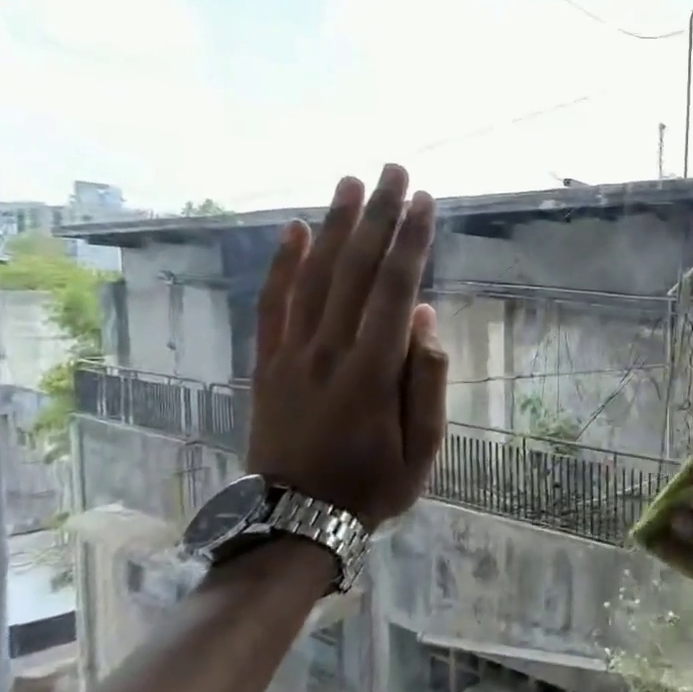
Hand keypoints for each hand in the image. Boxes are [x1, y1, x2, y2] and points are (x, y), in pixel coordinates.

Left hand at [245, 166, 447, 529]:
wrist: (295, 521)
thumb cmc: (373, 487)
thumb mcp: (423, 448)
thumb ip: (425, 381)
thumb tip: (424, 318)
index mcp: (372, 372)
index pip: (394, 290)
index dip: (411, 242)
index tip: (425, 201)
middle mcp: (329, 351)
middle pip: (355, 270)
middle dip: (378, 216)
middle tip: (393, 171)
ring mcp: (291, 355)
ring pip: (314, 277)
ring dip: (335, 227)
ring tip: (351, 183)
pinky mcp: (267, 363)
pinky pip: (272, 305)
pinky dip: (283, 265)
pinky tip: (296, 231)